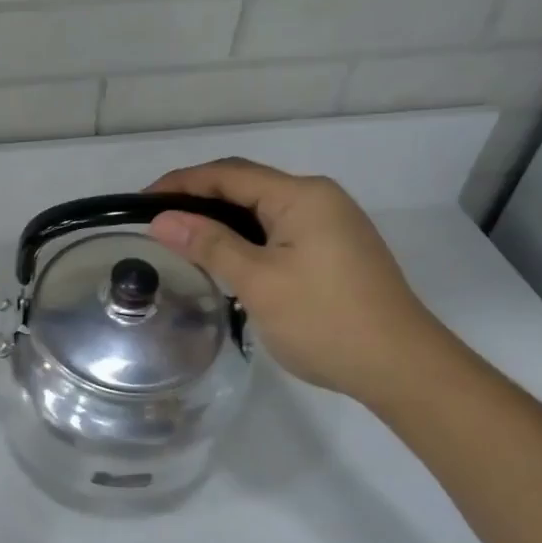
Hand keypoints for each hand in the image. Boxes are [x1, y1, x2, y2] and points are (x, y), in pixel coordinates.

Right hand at [146, 159, 452, 404]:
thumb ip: (209, 244)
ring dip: (221, 219)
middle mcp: (319, 198)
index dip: (180, 183)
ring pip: (262, 210)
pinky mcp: (336, 249)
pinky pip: (278, 229)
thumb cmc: (325, 320)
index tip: (139, 203)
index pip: (228, 174)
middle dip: (198, 198)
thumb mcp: (258, 282)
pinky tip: (226, 258)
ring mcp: (332, 224)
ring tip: (182, 239)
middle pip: (246, 186)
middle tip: (156, 222)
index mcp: (302, 196)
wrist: (402, 368)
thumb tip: (160, 219)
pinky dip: (245, 236)